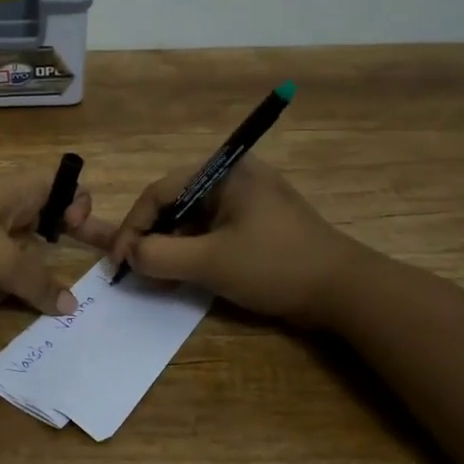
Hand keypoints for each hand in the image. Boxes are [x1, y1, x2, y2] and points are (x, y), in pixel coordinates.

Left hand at [0, 167, 94, 314]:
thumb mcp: (1, 263)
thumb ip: (38, 283)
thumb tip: (70, 305)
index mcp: (8, 190)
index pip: (55, 182)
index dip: (74, 201)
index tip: (76, 231)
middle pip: (33, 215)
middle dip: (48, 242)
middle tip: (61, 271)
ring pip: (7, 243)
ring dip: (19, 266)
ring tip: (24, 290)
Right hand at [79, 156, 359, 324]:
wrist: (344, 291)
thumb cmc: (275, 266)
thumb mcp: (210, 263)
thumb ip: (160, 256)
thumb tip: (129, 254)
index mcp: (224, 172)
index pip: (159, 192)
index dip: (132, 227)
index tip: (119, 261)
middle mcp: (234, 177)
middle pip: (174, 203)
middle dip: (150, 236)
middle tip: (134, 268)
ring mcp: (247, 200)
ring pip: (191, 220)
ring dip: (170, 247)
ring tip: (156, 275)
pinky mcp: (257, 223)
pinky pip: (211, 231)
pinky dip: (192, 251)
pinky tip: (184, 275)